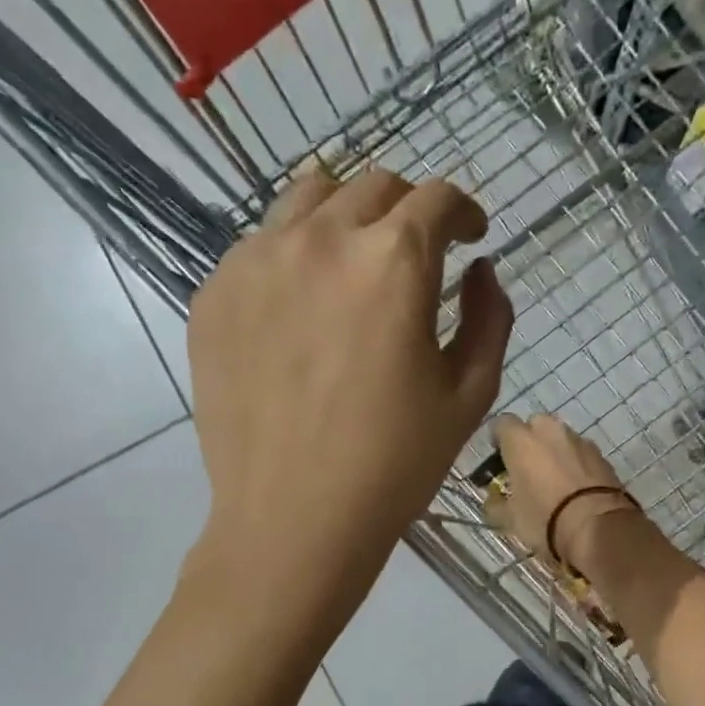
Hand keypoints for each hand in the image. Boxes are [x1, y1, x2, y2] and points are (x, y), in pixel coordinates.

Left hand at [186, 166, 512, 607]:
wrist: (293, 519)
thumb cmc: (395, 464)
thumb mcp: (469, 395)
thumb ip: (490, 318)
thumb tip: (481, 270)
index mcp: (393, 262)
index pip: (437, 198)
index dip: (465, 211)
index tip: (471, 236)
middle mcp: (320, 239)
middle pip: (374, 186)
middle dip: (410, 210)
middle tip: (419, 253)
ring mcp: (256, 261)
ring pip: (309, 197)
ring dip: (348, 215)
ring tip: (356, 263)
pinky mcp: (214, 293)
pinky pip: (261, 244)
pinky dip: (295, 254)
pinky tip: (304, 307)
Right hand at [488, 414, 638, 571]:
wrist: (597, 525)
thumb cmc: (544, 517)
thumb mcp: (509, 518)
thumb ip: (495, 505)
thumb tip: (493, 501)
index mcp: (520, 439)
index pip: (501, 424)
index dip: (498, 441)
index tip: (498, 461)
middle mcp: (549, 430)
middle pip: (534, 426)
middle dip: (529, 443)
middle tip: (527, 469)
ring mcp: (579, 440)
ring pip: (560, 439)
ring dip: (554, 453)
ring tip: (554, 481)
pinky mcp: (602, 455)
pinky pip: (581, 454)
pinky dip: (576, 464)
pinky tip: (575, 489)